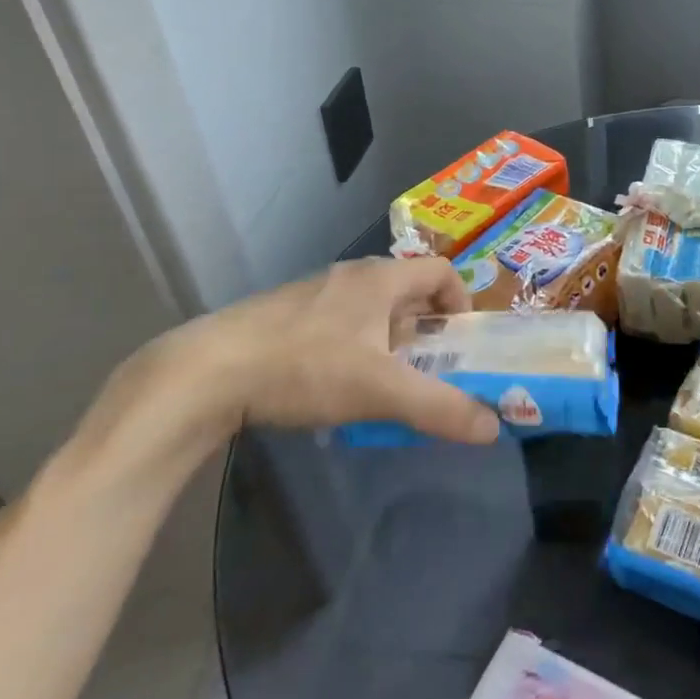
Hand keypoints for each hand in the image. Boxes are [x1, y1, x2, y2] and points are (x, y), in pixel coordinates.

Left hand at [157, 257, 500, 445]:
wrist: (205, 373)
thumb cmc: (305, 366)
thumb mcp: (380, 391)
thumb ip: (440, 408)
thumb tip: (494, 427)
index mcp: (380, 278)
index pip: (440, 270)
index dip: (461, 301)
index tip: (461, 342)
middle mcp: (351, 276)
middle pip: (407, 292)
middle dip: (425, 330)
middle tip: (427, 371)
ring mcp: (314, 293)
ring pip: (370, 309)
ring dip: (388, 341)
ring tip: (381, 385)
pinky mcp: (283, 316)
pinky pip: (337, 323)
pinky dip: (352, 348)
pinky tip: (331, 388)